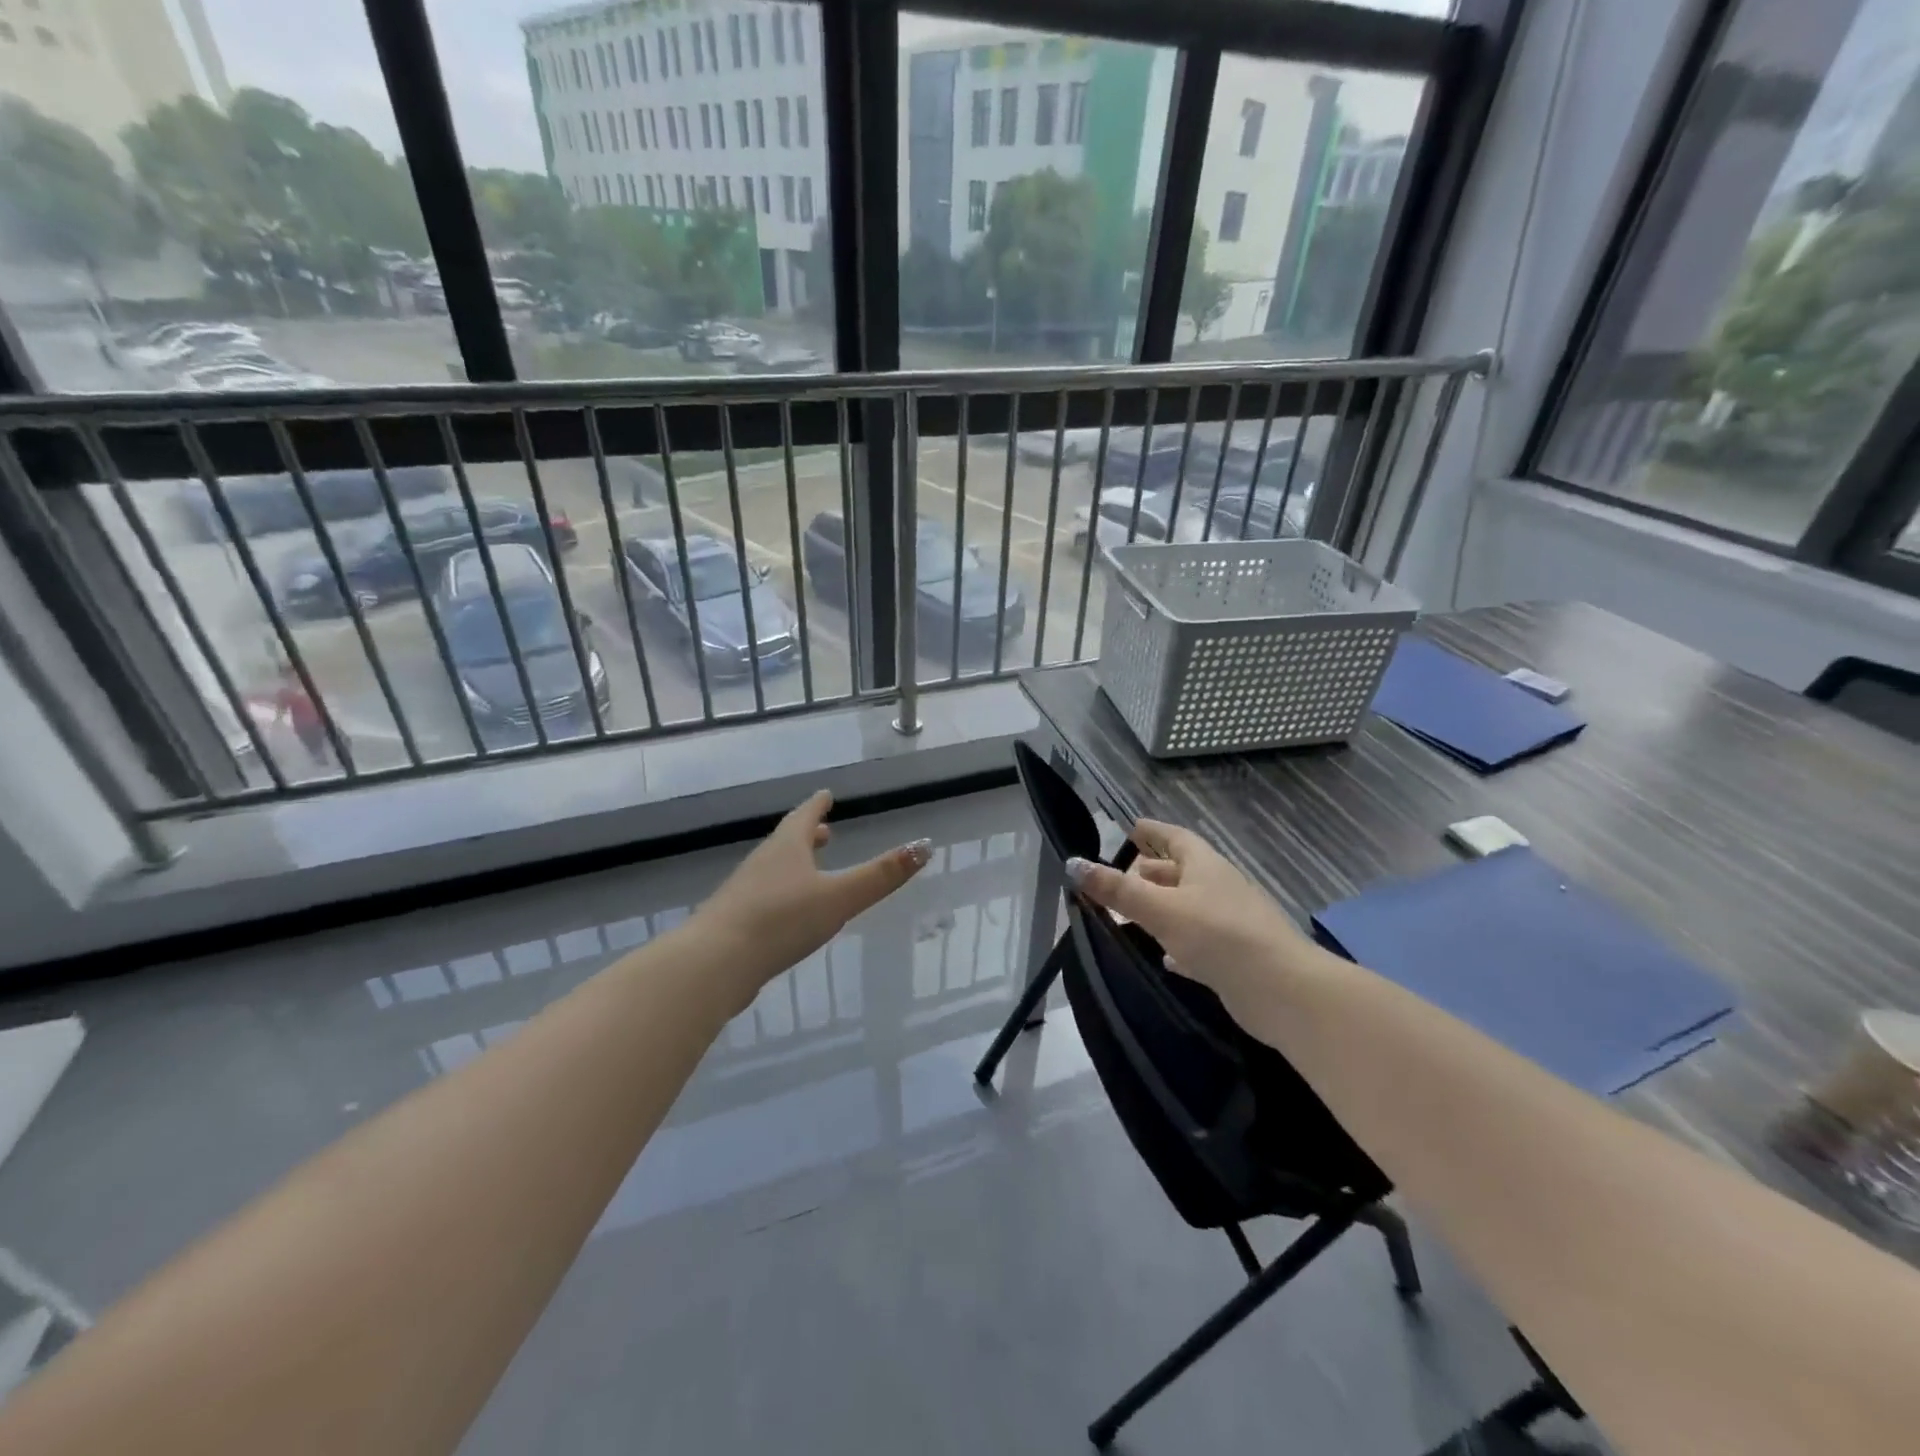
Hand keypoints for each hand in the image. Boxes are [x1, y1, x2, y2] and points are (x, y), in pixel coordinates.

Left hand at [692, 790, 930, 1005]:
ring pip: (775, 869)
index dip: (818, 805)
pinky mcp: (735, 922)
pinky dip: (781, 893)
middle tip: (825, 831)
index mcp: (787, 848)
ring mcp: (744, 892)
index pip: (805, 816)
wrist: (715, 963)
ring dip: (794, 864)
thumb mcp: (840, 897)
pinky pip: (764, 897)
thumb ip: (881, 875)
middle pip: (788, 842)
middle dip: (808, 835)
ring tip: (811, 869)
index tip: (825, 794)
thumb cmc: (782, 920)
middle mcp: (763, 863)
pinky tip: (788, 914)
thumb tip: (925, 845)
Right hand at [1065, 820, 1319, 1013]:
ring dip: (1161, 909)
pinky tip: (1163, 956)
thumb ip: (1117, 889)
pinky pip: (1199, 943)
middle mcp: (1219, 889)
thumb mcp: (1161, 908)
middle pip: (1180, 873)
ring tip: (1129, 916)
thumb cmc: (1219, 935)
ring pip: (1188, 908)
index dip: (1152, 831)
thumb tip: (1073, 863)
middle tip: (1117, 879)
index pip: (1175, 838)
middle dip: (1150, 873)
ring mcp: (1230, 924)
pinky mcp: (1234, 958)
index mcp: (1206, 866)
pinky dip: (1178, 943)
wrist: (1283, 991)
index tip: (1130, 828)